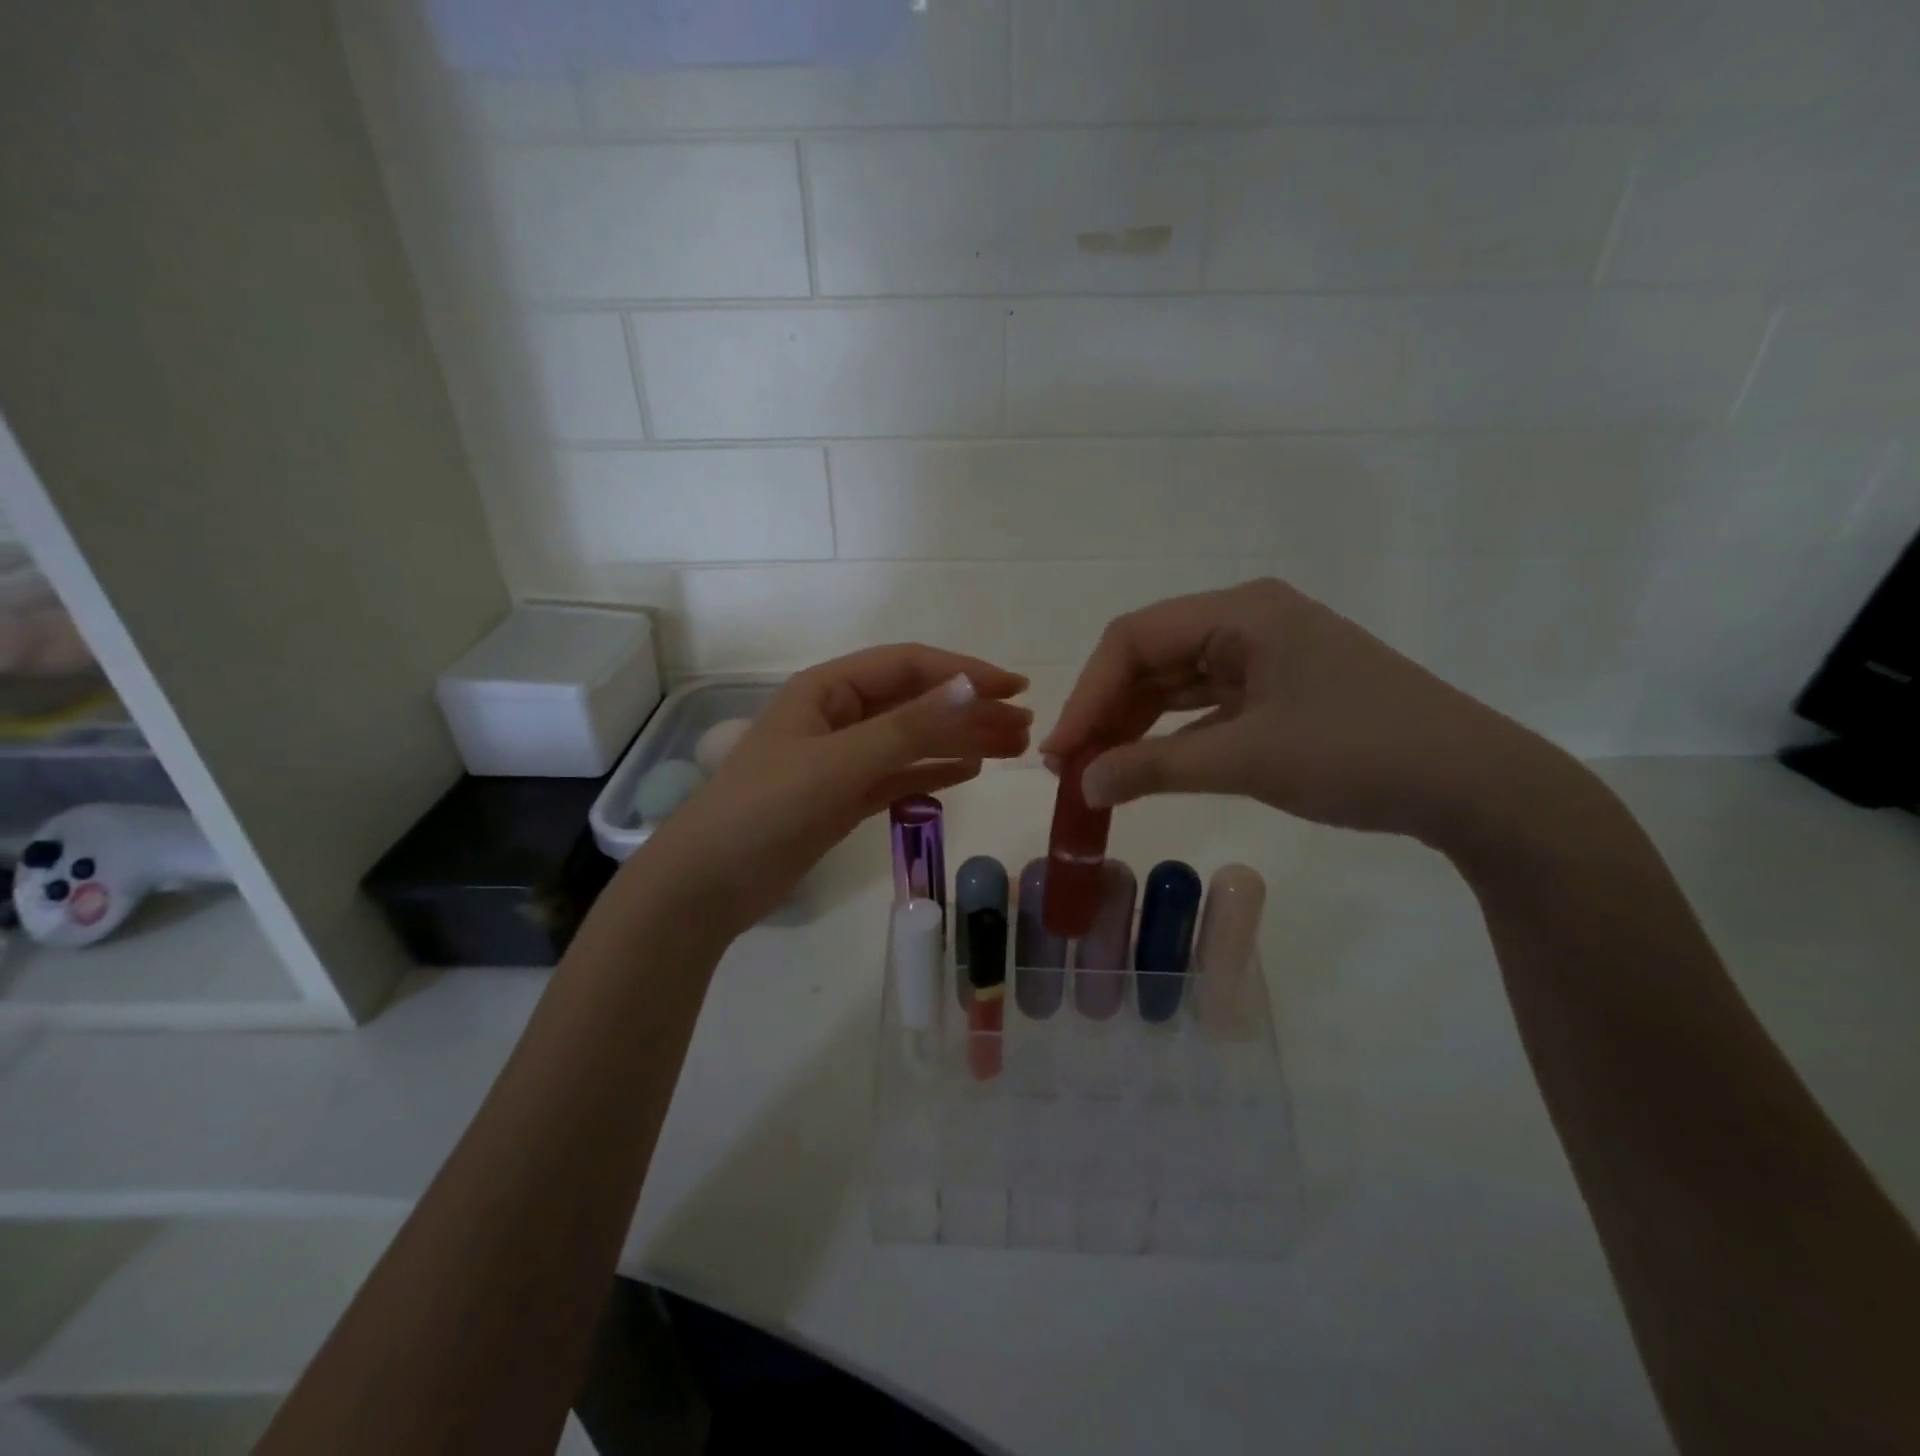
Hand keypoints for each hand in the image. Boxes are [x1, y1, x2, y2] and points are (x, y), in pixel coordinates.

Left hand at [640, 646, 1030, 931]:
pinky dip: (933, 771)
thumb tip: (972, 687)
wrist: (708, 885)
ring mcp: (840, 758)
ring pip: (912, 740)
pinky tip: (969, 771)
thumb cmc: (766, 809)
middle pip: (915, 702)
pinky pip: (899, 775)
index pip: (909, 667)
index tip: (1015, 689)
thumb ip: (908, 727)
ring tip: (1012, 748)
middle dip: (970, 710)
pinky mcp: (843, 797)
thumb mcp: (840, 762)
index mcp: (827, 689)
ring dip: (960, 740)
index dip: (964, 672)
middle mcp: (837, 715)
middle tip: (1024, 727)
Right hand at [1040, 578, 1559, 847]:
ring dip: (1134, 723)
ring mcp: (1266, 656)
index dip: (1088, 694)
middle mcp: (1249, 621)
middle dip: (1106, 710)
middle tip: (1071, 766)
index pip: (1135, 639)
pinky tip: (1145, 764)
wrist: (1474, 786)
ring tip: (1097, 770)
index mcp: (1242, 612)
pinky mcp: (1279, 690)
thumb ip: (1155, 768)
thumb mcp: (1247, 760)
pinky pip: (1205, 705)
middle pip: (1151, 656)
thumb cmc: (1358, 755)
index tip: (1060, 752)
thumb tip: (1082, 785)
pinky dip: (1171, 735)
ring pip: (1175, 682)